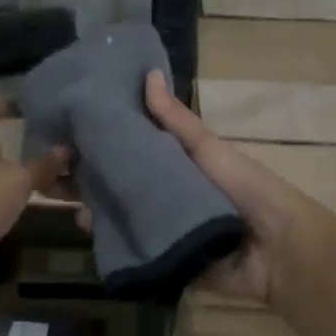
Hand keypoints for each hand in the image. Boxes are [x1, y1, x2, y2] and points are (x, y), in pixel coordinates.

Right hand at [95, 72, 335, 335]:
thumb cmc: (246, 189)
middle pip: (122, 187)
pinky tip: (90, 234)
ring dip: (98, 212)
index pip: (132, 152)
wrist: (279, 250)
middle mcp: (168, 197)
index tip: (69, 136)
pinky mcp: (167, 261)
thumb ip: (176, 120)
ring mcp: (166, 231)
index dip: (103, 144)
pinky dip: (114, 244)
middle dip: (93, 181)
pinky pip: (135, 251)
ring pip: (123, 218)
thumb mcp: (208, 149)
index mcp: (178, 167)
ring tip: (70, 205)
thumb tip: (148, 73)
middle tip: (56, 175)